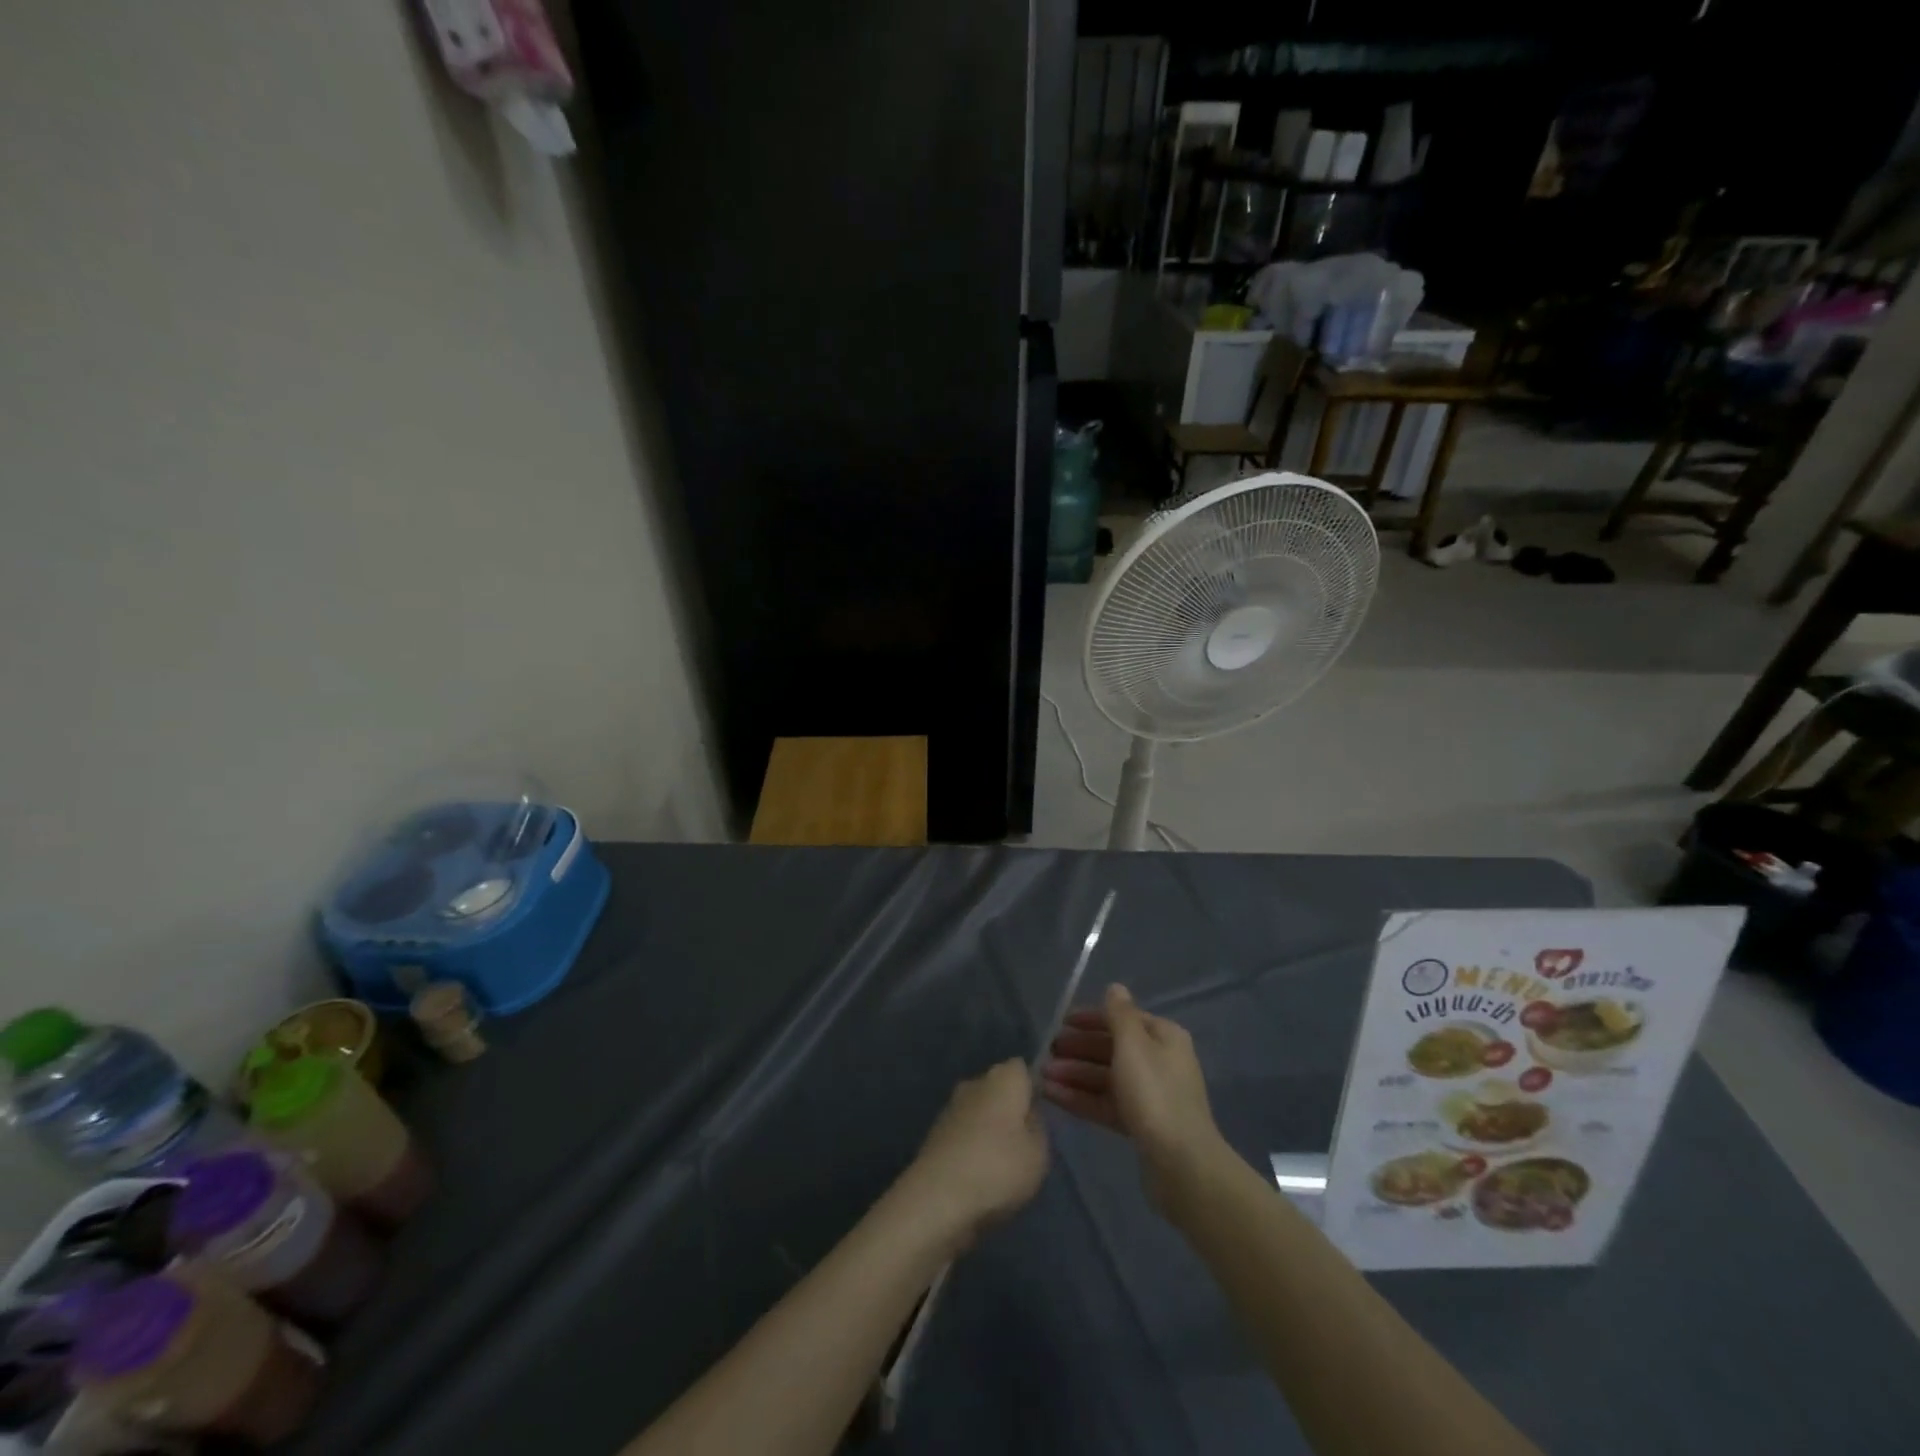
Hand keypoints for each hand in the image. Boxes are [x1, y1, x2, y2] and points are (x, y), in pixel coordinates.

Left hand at [898, 1059, 1048, 1250]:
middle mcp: (975, 1082)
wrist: (938, 1197)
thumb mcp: (1038, 1153)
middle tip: (1023, 1143)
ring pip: (979, 1109)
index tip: (1039, 1117)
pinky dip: (971, 1145)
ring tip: (1001, 1164)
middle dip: (1009, 1108)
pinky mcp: (935, 1131)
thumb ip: (1038, 1127)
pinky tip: (978, 1173)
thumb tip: (1028, 1114)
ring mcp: (951, 1105)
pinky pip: (963, 1131)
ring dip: (989, 1128)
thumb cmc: (999, 1168)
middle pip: (998, 1088)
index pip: (1022, 1069)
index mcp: (1003, 1078)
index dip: (1032, 1089)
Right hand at [1041, 984, 1226, 1211]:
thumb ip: (1119, 1014)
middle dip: (1078, 1049)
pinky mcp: (1140, 1124)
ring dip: (1074, 1074)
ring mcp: (1150, 1095)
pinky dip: (1081, 1098)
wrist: (1182, 1164)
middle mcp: (1159, 1061)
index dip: (1090, 1018)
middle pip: (1112, 1048)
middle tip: (1047, 1051)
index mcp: (1163, 1037)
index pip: (1122, 1018)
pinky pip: (1106, 1103)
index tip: (1060, 1022)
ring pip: (1106, 1077)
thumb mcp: (1133, 1044)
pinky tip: (1052, 1097)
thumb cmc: (1155, 1094)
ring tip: (1042, 1076)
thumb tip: (1115, 987)